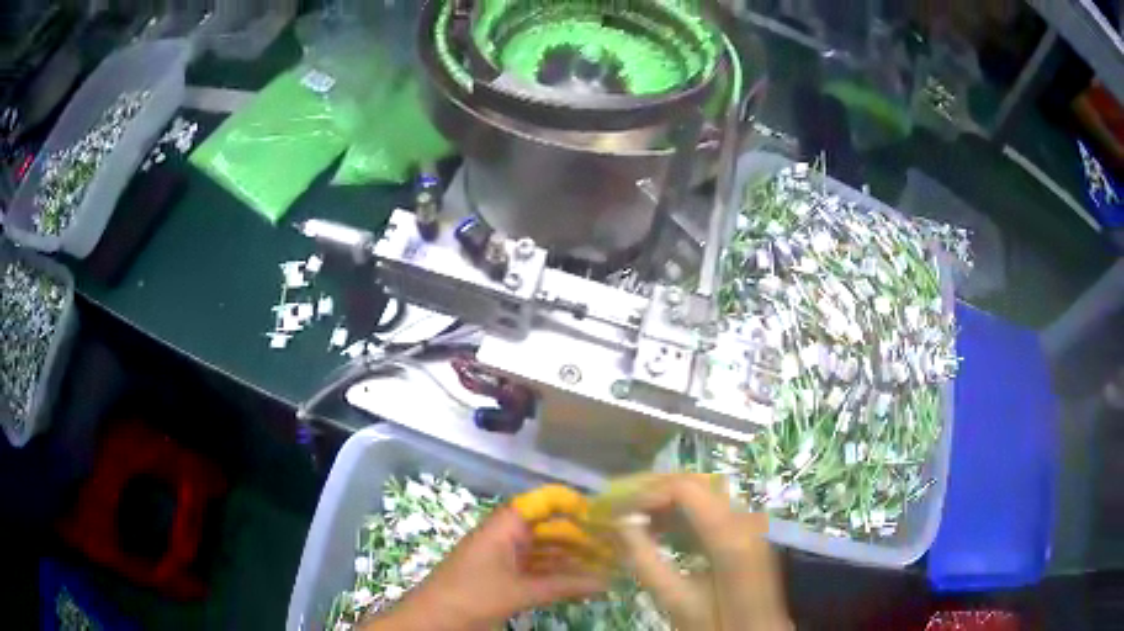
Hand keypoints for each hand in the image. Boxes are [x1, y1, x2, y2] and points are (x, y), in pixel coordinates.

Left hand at [362, 506, 608, 630]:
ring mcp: (504, 560)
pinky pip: (538, 572)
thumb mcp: (518, 592)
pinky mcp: (504, 580)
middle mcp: (506, 538)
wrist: (430, 622)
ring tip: (608, 566)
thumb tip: (605, 581)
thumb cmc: (470, 597)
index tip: (605, 516)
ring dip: (573, 559)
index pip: (541, 502)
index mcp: (503, 528)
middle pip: (548, 528)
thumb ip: (562, 586)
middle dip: (581, 537)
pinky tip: (584, 584)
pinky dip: (560, 577)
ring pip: (545, 552)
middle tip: (616, 548)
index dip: (572, 504)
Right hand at [614, 474, 791, 630]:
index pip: (684, 488)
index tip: (616, 510)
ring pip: (703, 494)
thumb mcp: (675, 599)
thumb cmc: (715, 623)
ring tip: (633, 519)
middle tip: (619, 509)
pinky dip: (682, 513)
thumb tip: (619, 522)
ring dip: (667, 501)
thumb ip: (645, 560)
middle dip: (654, 492)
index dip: (647, 492)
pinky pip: (712, 509)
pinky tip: (660, 530)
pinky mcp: (747, 533)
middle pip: (695, 484)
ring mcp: (749, 523)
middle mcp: (744, 518)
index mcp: (730, 535)